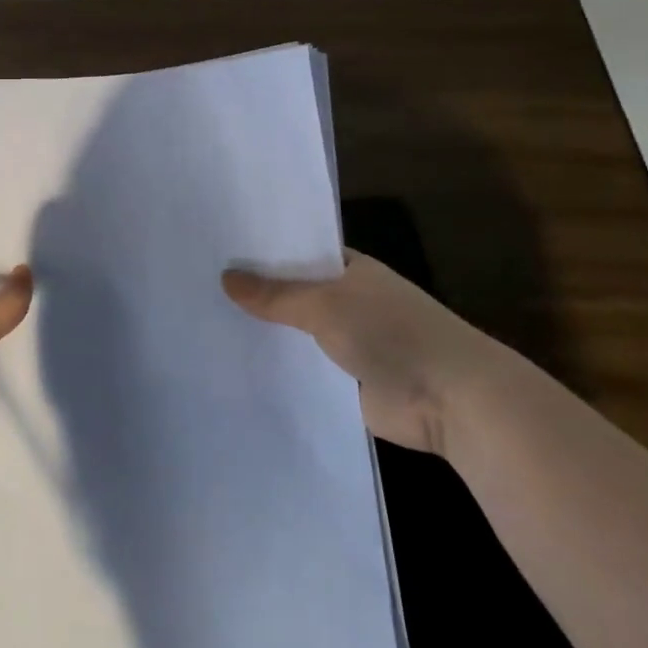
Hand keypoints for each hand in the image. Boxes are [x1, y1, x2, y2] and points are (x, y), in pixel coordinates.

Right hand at [223, 249, 505, 454]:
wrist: (451, 400)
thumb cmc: (391, 332)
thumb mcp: (325, 304)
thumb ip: (275, 295)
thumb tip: (226, 277)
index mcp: (350, 269)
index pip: (297, 251)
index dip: (261, 250)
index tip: (214, 248)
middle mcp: (347, 301)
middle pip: (292, 293)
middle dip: (254, 293)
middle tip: (196, 285)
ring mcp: (346, 343)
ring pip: (294, 333)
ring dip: (264, 333)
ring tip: (204, 324)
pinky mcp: (343, 383)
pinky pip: (301, 370)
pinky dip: (277, 368)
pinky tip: (233, 365)